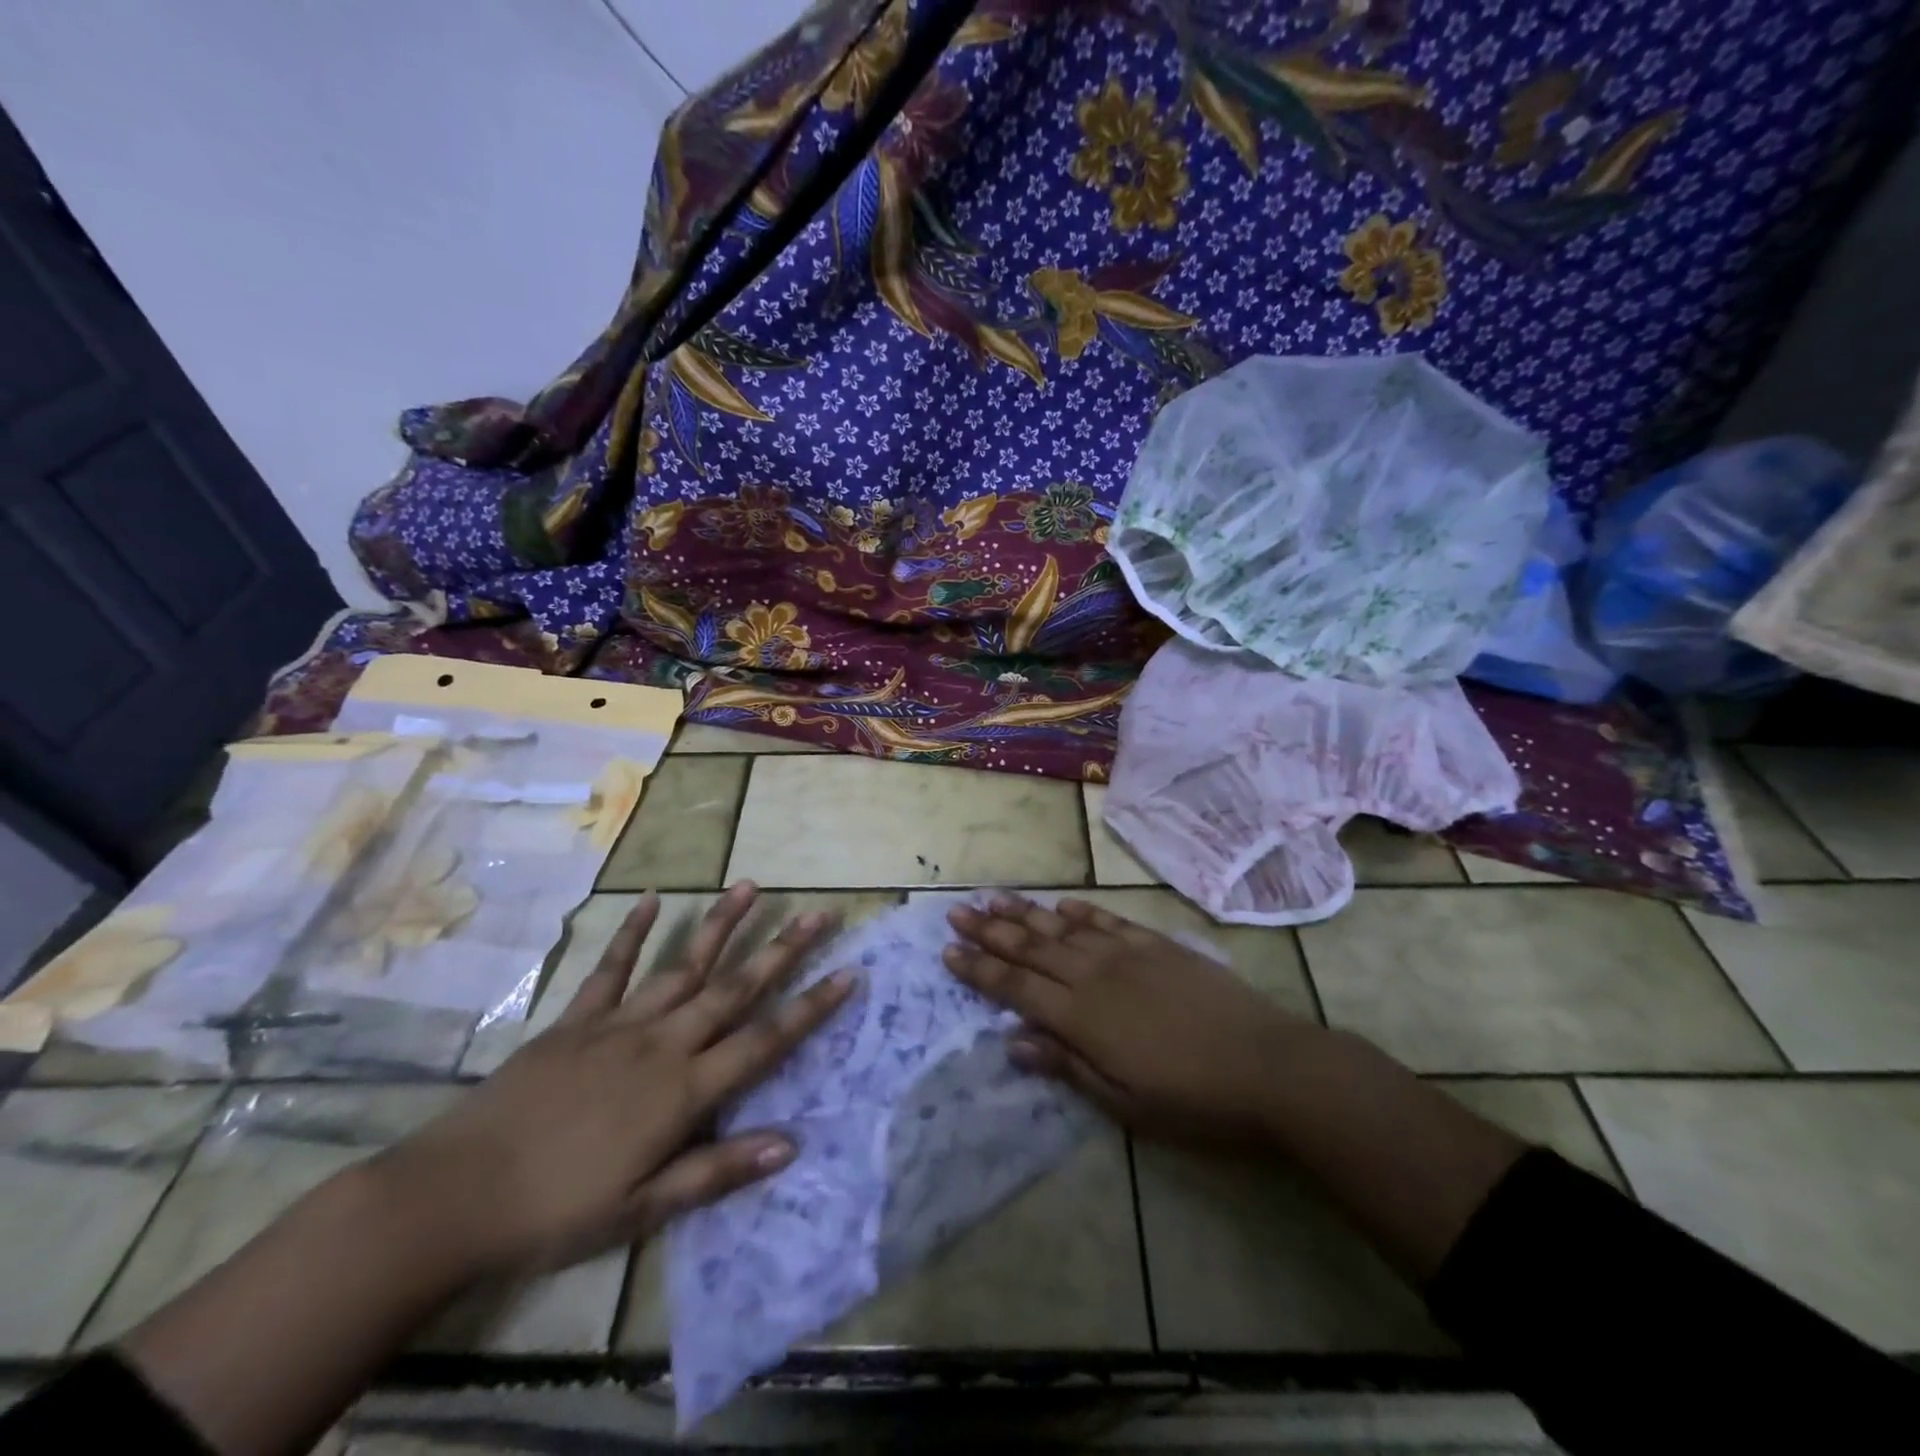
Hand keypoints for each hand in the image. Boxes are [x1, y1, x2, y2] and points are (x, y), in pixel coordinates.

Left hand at [376, 882, 855, 1275]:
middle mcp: (663, 1044)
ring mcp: (619, 1024)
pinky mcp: (577, 1019)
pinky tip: (654, 899)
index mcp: (684, 1090)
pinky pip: (611, 968)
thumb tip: (791, 1143)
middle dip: (783, 950)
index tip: (849, 973)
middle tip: (819, 914)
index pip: (764, 1041)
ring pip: (683, 965)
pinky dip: (633, 932)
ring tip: (751, 887)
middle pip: (734, 989)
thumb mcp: (644, 1208)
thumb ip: (718, 1170)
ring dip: (722, 925)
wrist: (455, 1196)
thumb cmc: (557, 1210)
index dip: (811, 1008)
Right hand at [944, 894, 1309, 1144]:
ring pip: (1062, 929)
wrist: (1268, 1065)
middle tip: (956, 911)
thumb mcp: (1125, 1104)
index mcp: (1081, 1018)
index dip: (980, 968)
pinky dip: (1079, 913)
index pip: (1016, 987)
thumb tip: (1014, 1041)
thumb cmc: (1192, 1100)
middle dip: (989, 931)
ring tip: (992, 897)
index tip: (948, 951)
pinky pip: (1107, 922)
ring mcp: (1126, 954)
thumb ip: (1067, 1066)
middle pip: (1031, 948)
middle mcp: (1095, 976)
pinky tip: (1060, 905)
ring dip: (1024, 913)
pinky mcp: (1156, 945)